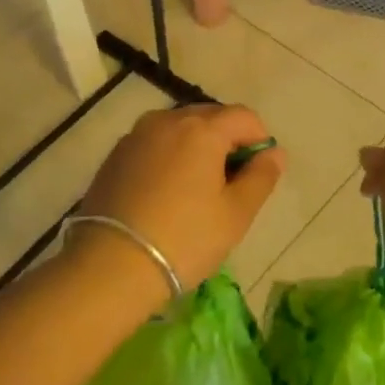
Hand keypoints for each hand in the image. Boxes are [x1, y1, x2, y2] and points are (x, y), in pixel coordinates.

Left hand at [74, 104, 285, 296]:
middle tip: (228, 185)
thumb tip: (275, 153)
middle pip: (210, 117)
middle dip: (226, 142)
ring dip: (196, 148)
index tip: (256, 174)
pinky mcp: (115, 155)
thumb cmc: (184, 239)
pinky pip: (154, 144)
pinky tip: (164, 194)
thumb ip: (261, 177)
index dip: (259, 140)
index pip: (244, 117)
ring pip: (179, 129)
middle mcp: (168, 120)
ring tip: (195, 190)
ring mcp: (137, 135)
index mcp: (202, 129)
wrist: (109, 267)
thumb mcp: (235, 214)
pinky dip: (168, 157)